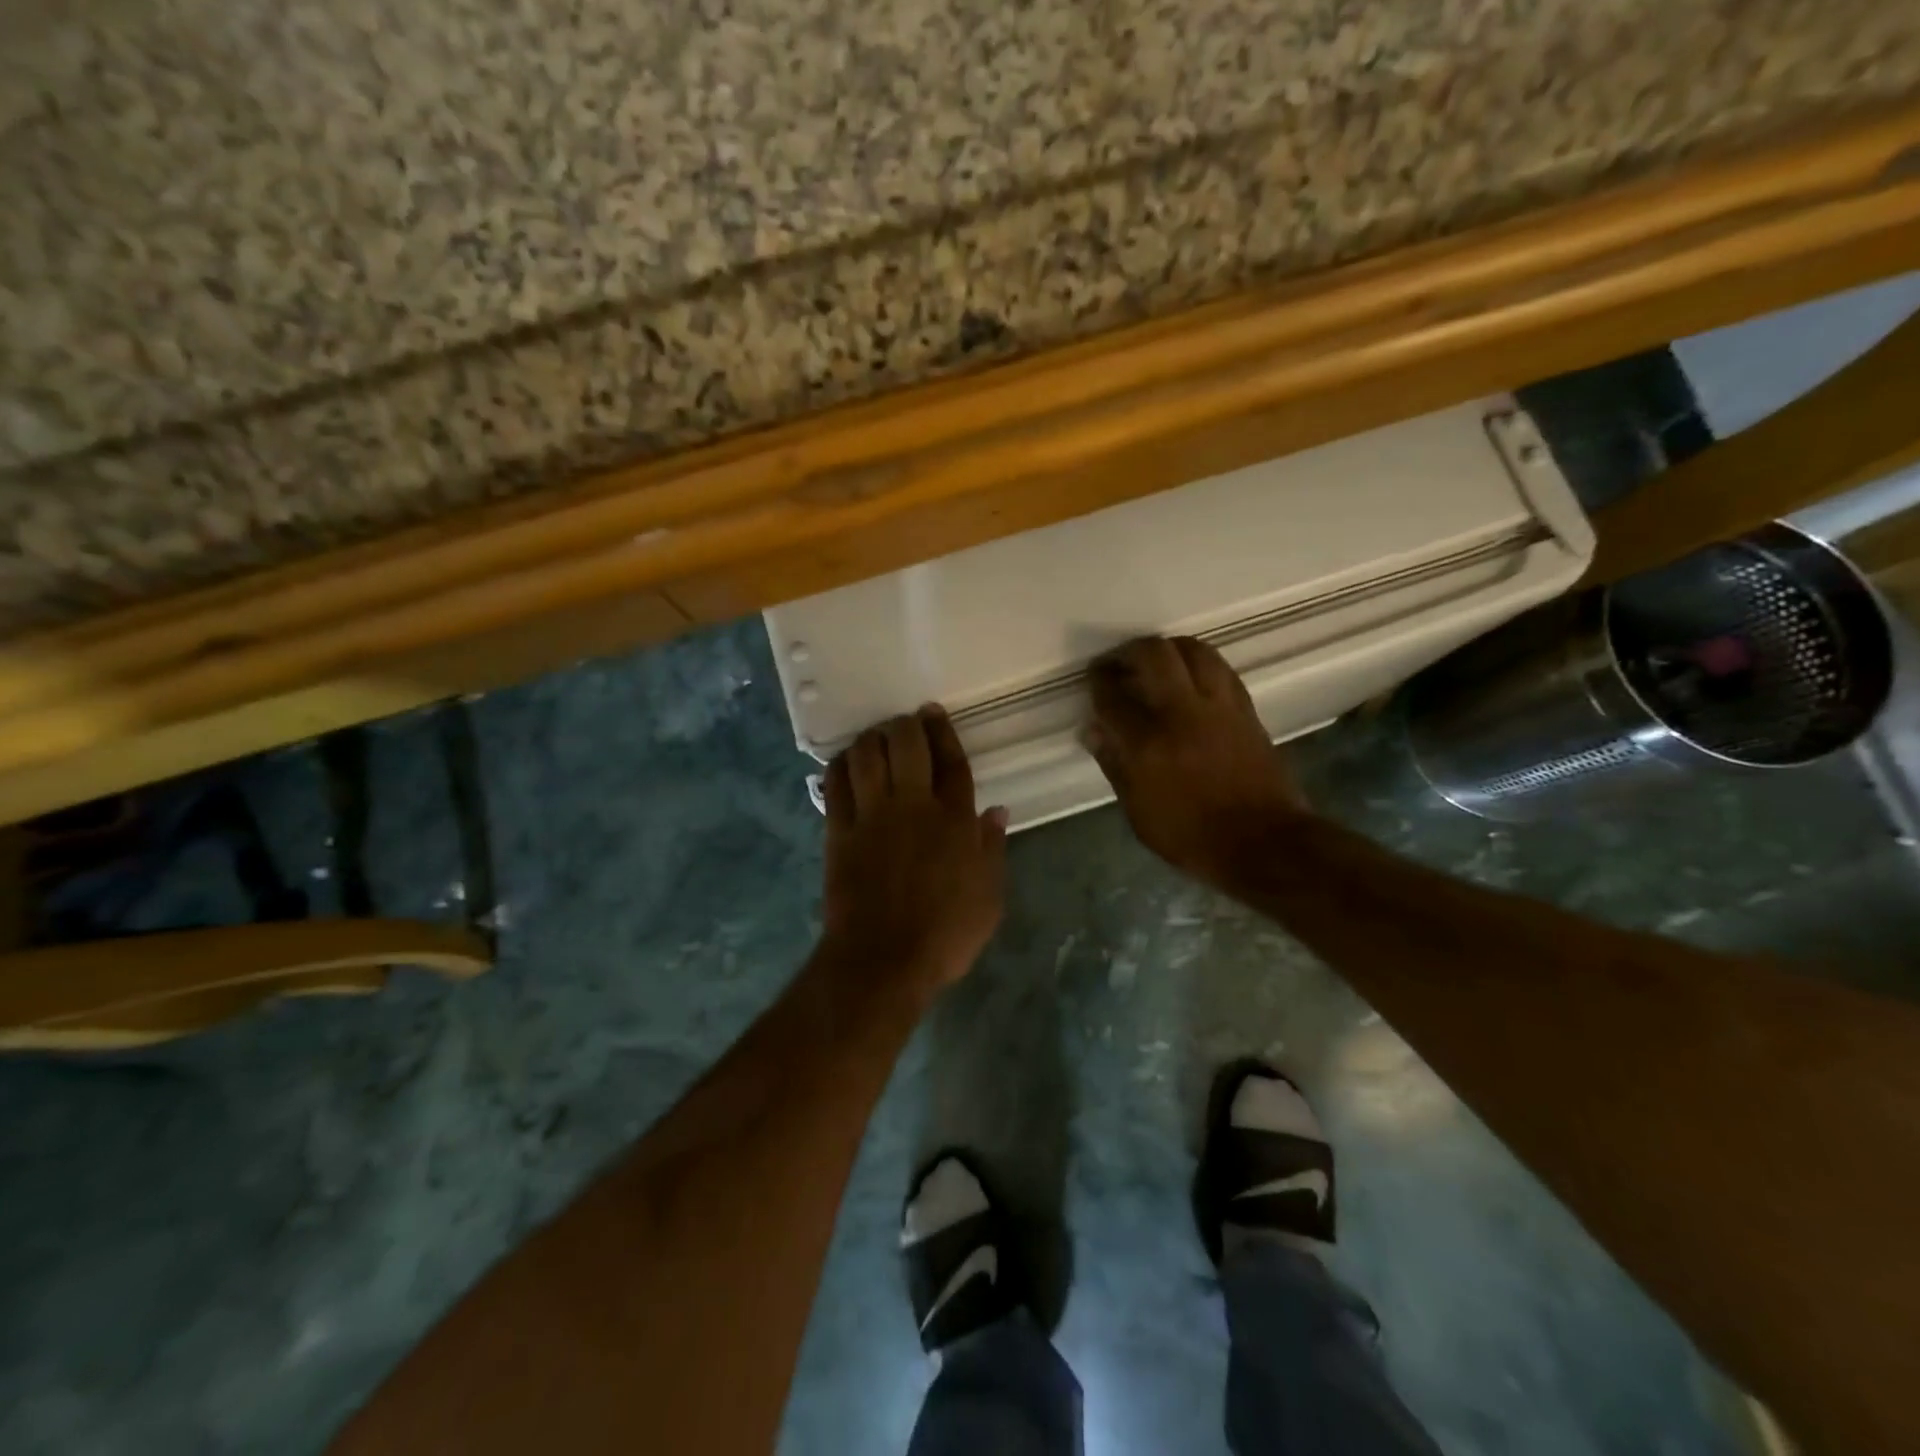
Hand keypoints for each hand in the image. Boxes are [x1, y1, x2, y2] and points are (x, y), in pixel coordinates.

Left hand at [820, 705, 1007, 1000]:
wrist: (882, 960)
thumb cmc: (945, 934)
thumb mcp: (988, 898)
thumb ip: (992, 849)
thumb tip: (996, 811)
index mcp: (955, 820)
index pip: (951, 761)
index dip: (943, 732)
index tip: (933, 712)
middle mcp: (913, 806)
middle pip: (906, 745)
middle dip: (906, 724)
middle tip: (905, 721)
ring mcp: (872, 816)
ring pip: (867, 756)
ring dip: (871, 738)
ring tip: (876, 738)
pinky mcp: (839, 831)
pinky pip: (836, 785)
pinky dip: (840, 766)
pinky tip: (845, 762)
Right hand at [1084, 636, 1305, 890]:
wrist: (1264, 843)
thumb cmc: (1192, 837)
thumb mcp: (1139, 813)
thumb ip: (1114, 765)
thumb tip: (1093, 730)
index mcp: (1148, 744)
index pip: (1113, 696)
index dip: (1098, 682)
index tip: (1093, 679)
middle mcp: (1182, 714)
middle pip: (1153, 654)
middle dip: (1128, 652)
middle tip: (1118, 664)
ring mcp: (1219, 707)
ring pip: (1192, 650)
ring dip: (1167, 648)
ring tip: (1154, 662)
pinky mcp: (1245, 709)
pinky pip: (1219, 668)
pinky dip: (1197, 662)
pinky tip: (1189, 675)